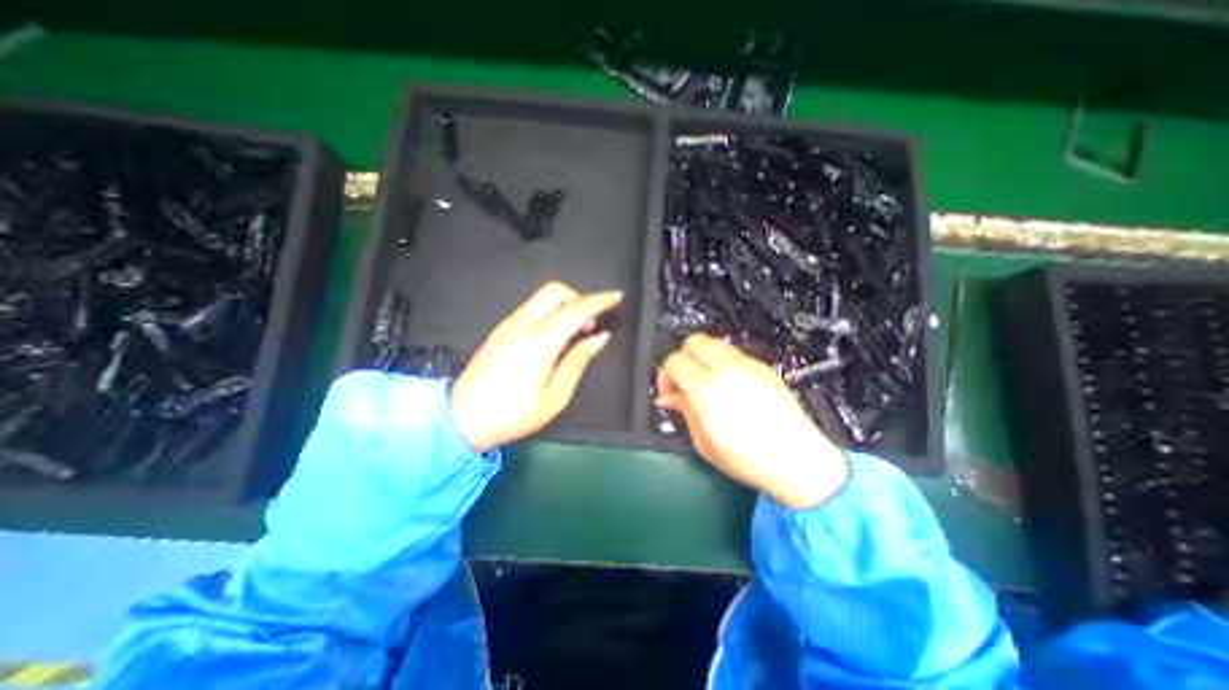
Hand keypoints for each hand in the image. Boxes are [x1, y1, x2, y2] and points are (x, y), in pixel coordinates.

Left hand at [451, 280, 625, 452]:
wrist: (463, 418)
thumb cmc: (514, 414)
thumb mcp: (555, 396)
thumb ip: (578, 361)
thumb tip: (599, 338)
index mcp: (539, 343)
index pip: (575, 310)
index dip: (599, 300)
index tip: (617, 297)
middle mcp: (522, 325)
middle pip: (555, 291)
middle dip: (579, 298)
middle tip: (590, 324)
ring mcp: (508, 325)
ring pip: (542, 297)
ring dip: (565, 305)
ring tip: (575, 333)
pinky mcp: (500, 329)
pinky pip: (531, 308)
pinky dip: (550, 312)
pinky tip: (554, 336)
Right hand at [659, 331, 850, 507]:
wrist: (798, 461)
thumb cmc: (749, 460)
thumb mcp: (704, 442)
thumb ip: (684, 411)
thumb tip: (669, 398)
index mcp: (708, 389)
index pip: (675, 361)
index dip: (665, 376)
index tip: (669, 393)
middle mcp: (727, 369)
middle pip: (693, 342)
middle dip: (682, 359)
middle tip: (683, 382)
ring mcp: (747, 365)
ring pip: (713, 343)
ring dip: (701, 358)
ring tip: (703, 383)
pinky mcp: (762, 367)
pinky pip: (732, 353)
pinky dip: (720, 362)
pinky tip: (725, 386)